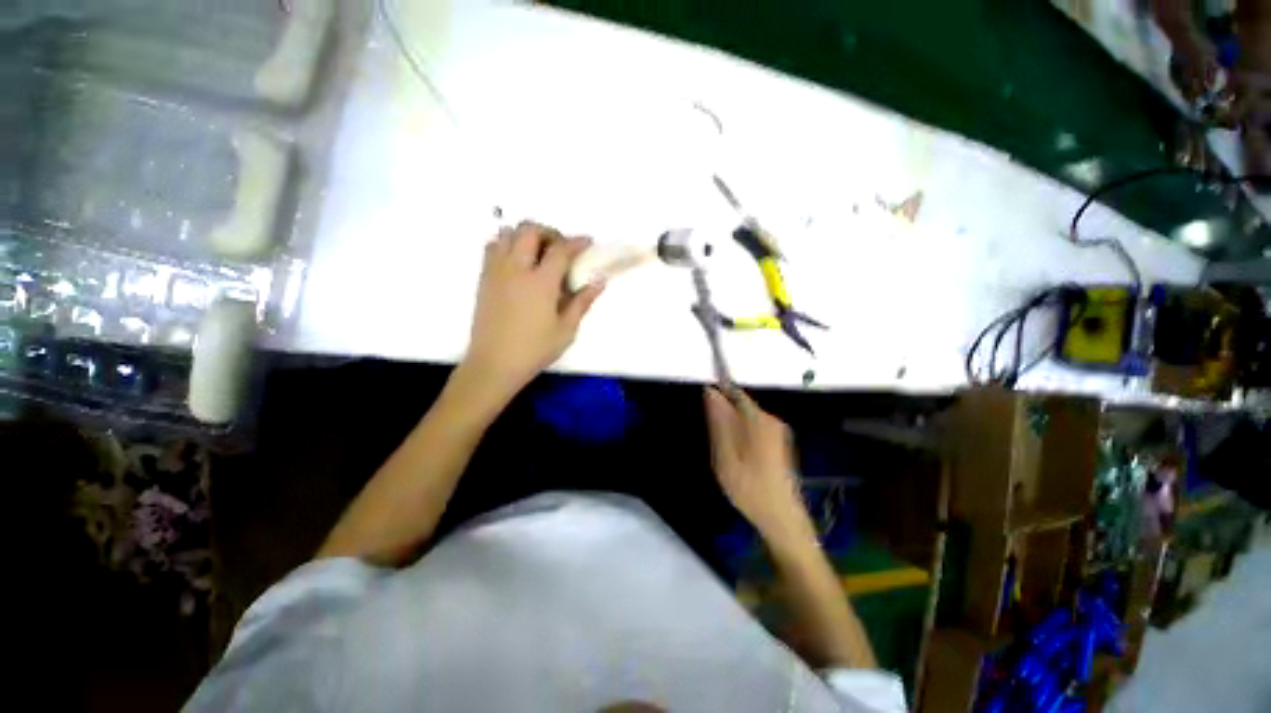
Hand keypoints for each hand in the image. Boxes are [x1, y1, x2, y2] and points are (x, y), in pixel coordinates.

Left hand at [463, 221, 604, 397]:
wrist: (494, 364)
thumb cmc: (534, 349)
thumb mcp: (566, 330)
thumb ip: (582, 302)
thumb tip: (599, 281)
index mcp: (541, 283)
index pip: (560, 250)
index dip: (576, 242)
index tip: (587, 242)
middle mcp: (516, 269)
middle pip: (530, 230)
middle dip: (549, 232)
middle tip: (561, 249)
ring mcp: (496, 272)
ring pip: (508, 233)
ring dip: (526, 236)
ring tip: (539, 254)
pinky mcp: (484, 279)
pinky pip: (493, 247)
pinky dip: (508, 244)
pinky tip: (519, 264)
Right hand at [704, 388, 809, 540]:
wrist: (781, 519)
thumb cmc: (750, 488)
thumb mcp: (725, 455)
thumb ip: (718, 422)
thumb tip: (710, 391)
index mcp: (759, 419)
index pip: (734, 392)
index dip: (718, 394)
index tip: (704, 409)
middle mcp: (772, 420)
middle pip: (740, 405)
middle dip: (724, 416)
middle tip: (716, 445)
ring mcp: (778, 431)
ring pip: (745, 418)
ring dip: (731, 429)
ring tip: (726, 455)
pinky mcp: (778, 442)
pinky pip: (753, 429)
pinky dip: (741, 437)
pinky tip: (739, 460)